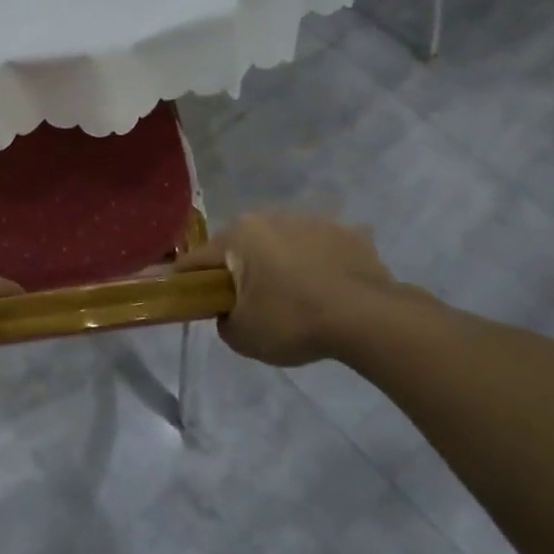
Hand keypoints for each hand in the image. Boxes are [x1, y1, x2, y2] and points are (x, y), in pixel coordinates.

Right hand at [177, 211, 421, 366]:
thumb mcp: (242, 336)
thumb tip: (229, 312)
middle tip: (247, 304)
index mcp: (239, 235)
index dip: (187, 281)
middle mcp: (272, 217)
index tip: (185, 297)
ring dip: (281, 265)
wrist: (368, 318)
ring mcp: (313, 221)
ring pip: (284, 245)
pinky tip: (329, 293)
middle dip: (240, 270)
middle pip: (242, 247)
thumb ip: (223, 321)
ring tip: (296, 300)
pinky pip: (322, 250)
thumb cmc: (292, 320)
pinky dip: (319, 266)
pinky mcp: (349, 234)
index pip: (198, 259)